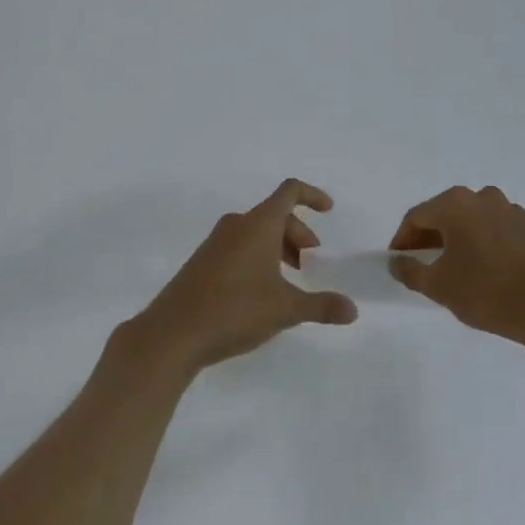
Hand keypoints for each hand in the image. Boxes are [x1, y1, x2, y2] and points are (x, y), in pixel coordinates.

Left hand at [135, 179, 358, 373]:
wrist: (172, 333)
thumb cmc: (234, 310)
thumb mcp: (285, 309)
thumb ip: (321, 306)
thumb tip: (352, 310)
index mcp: (258, 224)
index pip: (289, 192)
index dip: (312, 195)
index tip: (328, 210)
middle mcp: (236, 225)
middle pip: (275, 215)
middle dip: (298, 234)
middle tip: (311, 264)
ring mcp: (215, 242)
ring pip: (256, 232)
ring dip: (278, 248)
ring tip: (289, 281)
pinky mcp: (202, 261)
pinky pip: (239, 246)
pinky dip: (258, 257)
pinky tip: (261, 292)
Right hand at [388, 185, 524, 344]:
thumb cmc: (487, 292)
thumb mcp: (439, 286)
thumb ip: (410, 271)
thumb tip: (396, 262)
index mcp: (456, 204)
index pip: (417, 216)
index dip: (403, 239)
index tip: (399, 261)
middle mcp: (483, 197)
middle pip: (446, 214)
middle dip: (431, 238)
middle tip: (424, 265)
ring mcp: (513, 211)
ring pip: (475, 221)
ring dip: (461, 240)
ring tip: (458, 270)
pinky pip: (500, 232)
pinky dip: (487, 245)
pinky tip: (490, 272)